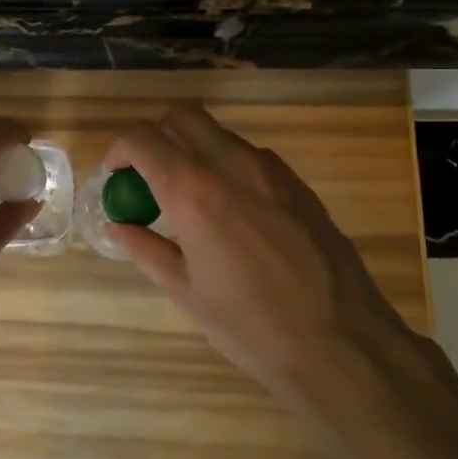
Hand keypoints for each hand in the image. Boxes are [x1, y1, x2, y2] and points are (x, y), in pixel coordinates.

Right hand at [106, 106, 438, 410]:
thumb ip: (146, 249)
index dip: (119, 150)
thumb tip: (118, 226)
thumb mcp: (187, 291)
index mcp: (194, 192)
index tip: (116, 176)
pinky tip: (233, 213)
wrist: (341, 341)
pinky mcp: (298, 184)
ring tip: (191, 199)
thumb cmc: (251, 325)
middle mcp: (232, 165)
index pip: (142, 138)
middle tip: (149, 176)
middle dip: (156, 136)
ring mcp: (271, 170)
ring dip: (194, 151)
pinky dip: (228, 167)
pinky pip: (251, 157)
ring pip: (219, 134)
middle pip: (183, 117)